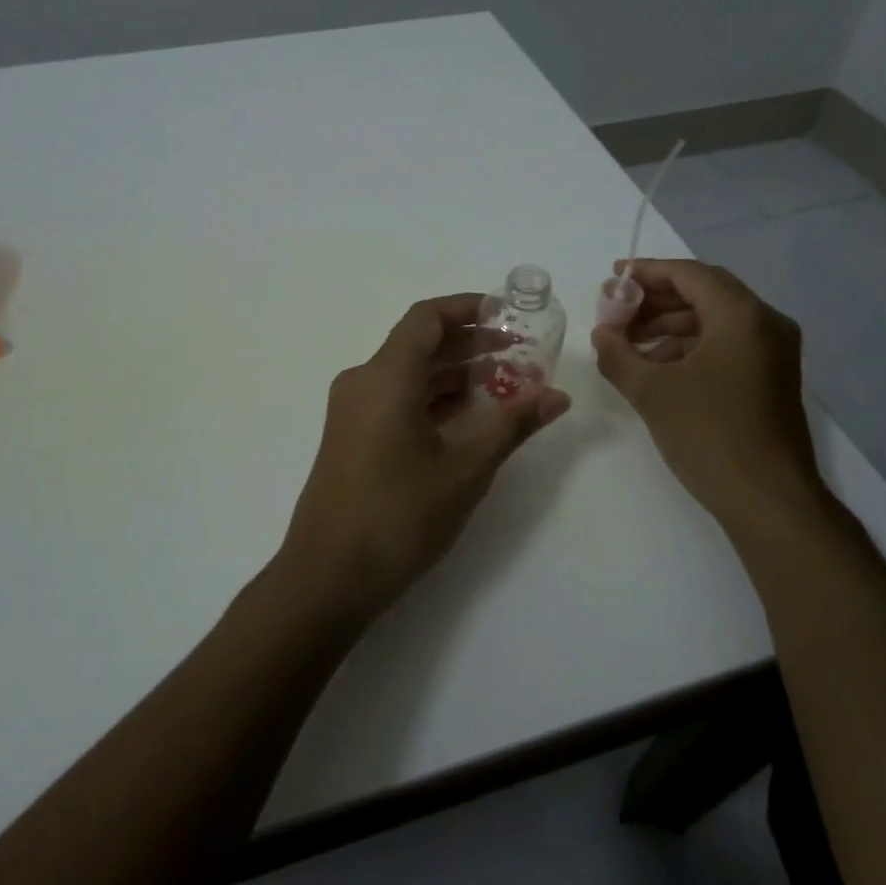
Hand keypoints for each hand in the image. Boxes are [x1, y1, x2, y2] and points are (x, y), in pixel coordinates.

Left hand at [277, 293, 570, 620]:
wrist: (329, 576)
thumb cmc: (399, 515)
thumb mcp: (465, 469)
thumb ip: (512, 424)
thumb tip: (556, 396)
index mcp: (385, 376)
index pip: (426, 318)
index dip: (468, 308)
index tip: (507, 314)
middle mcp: (363, 382)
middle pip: (419, 345)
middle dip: (469, 344)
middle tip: (519, 353)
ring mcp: (352, 411)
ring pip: (408, 375)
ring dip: (453, 374)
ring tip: (504, 384)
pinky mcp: (351, 437)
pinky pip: (395, 400)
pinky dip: (432, 400)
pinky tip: (467, 417)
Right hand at [590, 260, 818, 516]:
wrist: (769, 500)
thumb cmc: (709, 435)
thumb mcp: (651, 391)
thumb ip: (618, 354)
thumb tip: (601, 334)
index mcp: (742, 316)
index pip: (690, 275)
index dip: (647, 272)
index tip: (613, 279)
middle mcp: (765, 324)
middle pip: (704, 293)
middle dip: (656, 299)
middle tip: (617, 311)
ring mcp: (773, 353)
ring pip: (714, 321)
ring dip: (670, 325)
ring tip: (628, 342)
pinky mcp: (771, 379)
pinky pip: (726, 345)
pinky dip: (690, 347)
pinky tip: (657, 367)